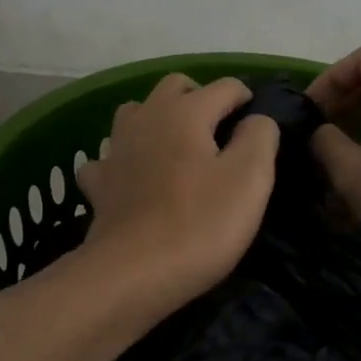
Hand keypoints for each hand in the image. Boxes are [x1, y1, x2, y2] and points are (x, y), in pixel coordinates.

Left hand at [76, 74, 278, 310]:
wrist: (132, 274)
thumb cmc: (200, 224)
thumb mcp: (250, 179)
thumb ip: (260, 137)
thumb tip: (256, 120)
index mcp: (186, 112)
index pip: (225, 86)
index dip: (247, 99)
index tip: (259, 127)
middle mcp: (146, 118)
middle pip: (175, 87)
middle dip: (201, 98)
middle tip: (221, 133)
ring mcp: (116, 149)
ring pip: (136, 113)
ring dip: (158, 120)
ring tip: (178, 149)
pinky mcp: (99, 183)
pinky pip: (109, 157)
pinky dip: (124, 160)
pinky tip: (134, 179)